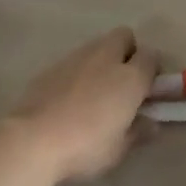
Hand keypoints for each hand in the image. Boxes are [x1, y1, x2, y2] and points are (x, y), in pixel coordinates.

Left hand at [4, 27, 158, 183]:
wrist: (33, 140)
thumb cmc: (86, 146)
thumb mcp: (119, 149)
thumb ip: (138, 132)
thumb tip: (151, 124)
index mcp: (130, 78)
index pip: (151, 56)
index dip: (152, 69)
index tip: (148, 88)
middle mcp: (106, 59)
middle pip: (124, 36)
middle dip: (128, 51)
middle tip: (124, 81)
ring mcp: (76, 58)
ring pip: (97, 45)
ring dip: (102, 59)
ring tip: (95, 90)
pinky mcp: (52, 66)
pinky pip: (74, 60)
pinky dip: (78, 71)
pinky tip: (70, 96)